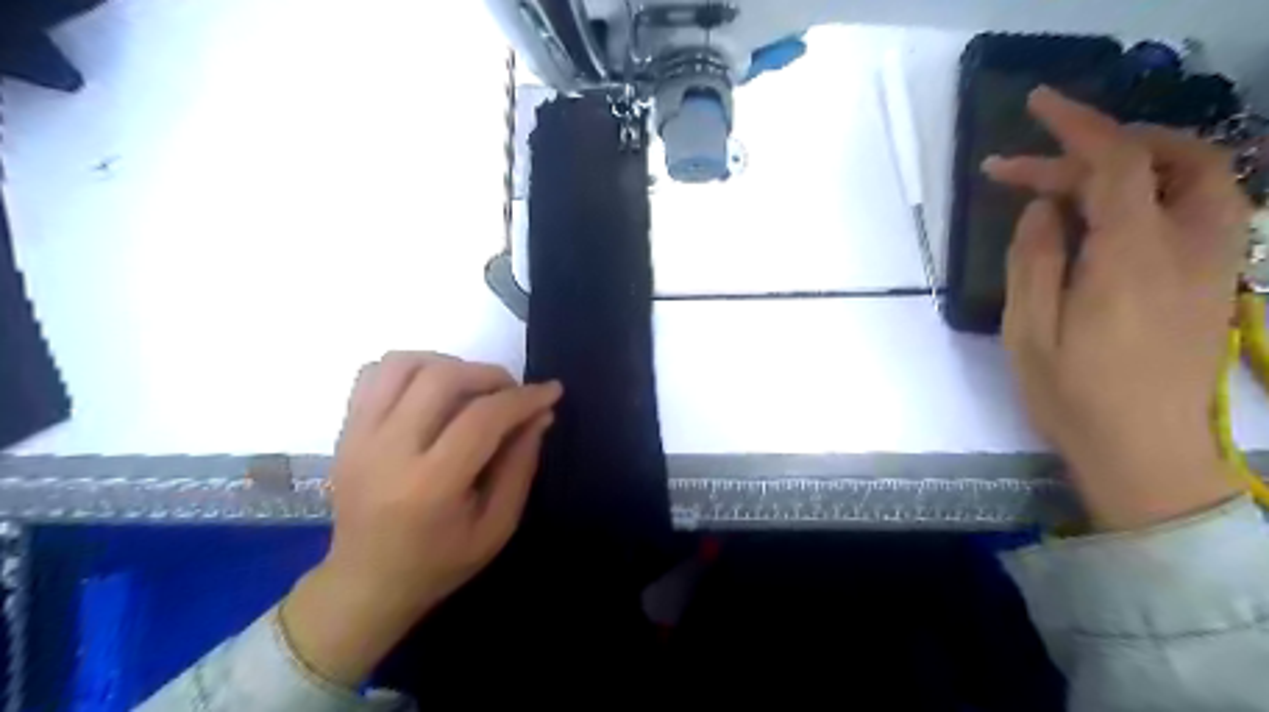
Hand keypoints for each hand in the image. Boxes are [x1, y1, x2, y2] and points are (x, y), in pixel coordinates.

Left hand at [287, 354, 565, 687]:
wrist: (365, 584)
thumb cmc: (439, 563)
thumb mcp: (497, 526)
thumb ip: (520, 466)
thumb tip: (540, 414)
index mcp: (429, 487)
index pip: (481, 418)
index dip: (523, 398)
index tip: (551, 392)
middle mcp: (387, 452)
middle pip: (441, 378)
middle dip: (489, 374)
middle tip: (511, 392)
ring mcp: (358, 437)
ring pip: (403, 364)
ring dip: (448, 365)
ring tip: (472, 388)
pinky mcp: (345, 431)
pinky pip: (374, 374)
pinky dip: (411, 370)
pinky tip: (433, 392)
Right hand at [979, 88, 1244, 529]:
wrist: (1145, 451)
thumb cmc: (1073, 396)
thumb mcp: (1029, 332)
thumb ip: (1033, 261)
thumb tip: (1041, 209)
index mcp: (1129, 258)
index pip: (1116, 162)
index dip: (1076, 125)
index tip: (1034, 106)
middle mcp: (1186, 246)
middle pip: (1163, 158)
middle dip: (1095, 146)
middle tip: (1030, 170)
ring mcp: (1212, 261)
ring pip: (1201, 174)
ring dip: (1141, 156)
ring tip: (1079, 172)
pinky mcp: (1214, 277)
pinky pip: (1204, 204)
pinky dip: (1161, 184)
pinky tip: (1118, 207)